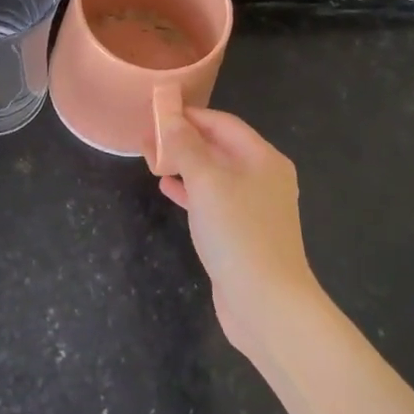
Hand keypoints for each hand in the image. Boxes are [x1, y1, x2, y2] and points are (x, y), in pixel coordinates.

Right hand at [154, 107, 322, 355]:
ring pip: (213, 174)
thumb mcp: (207, 182)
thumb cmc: (238, 233)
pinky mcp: (241, 232)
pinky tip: (167, 188)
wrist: (266, 302)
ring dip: (183, 164)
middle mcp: (262, 178)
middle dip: (183, 139)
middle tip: (146, 137)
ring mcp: (253, 207)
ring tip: (150, 158)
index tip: (156, 111)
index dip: (190, 115)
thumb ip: (186, 147)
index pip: (223, 123)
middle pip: (219, 147)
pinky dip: (190, 191)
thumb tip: (170, 118)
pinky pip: (212, 200)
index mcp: (263, 158)